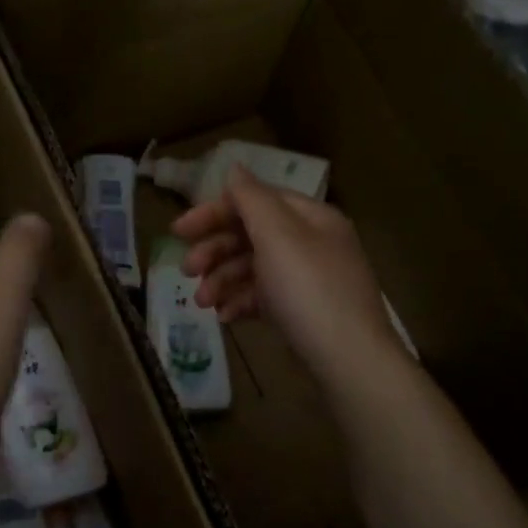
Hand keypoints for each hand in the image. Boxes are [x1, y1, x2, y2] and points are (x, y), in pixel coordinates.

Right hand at [173, 165, 394, 380]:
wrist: (349, 360)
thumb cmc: (309, 290)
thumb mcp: (278, 236)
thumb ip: (251, 199)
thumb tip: (234, 167)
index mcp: (309, 217)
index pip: (254, 200)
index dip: (214, 212)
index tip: (178, 231)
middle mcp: (310, 242)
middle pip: (250, 235)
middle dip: (214, 251)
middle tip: (187, 271)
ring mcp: (306, 279)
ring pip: (252, 268)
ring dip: (221, 280)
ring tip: (203, 303)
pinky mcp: (301, 311)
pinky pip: (262, 297)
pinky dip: (240, 302)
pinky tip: (225, 317)